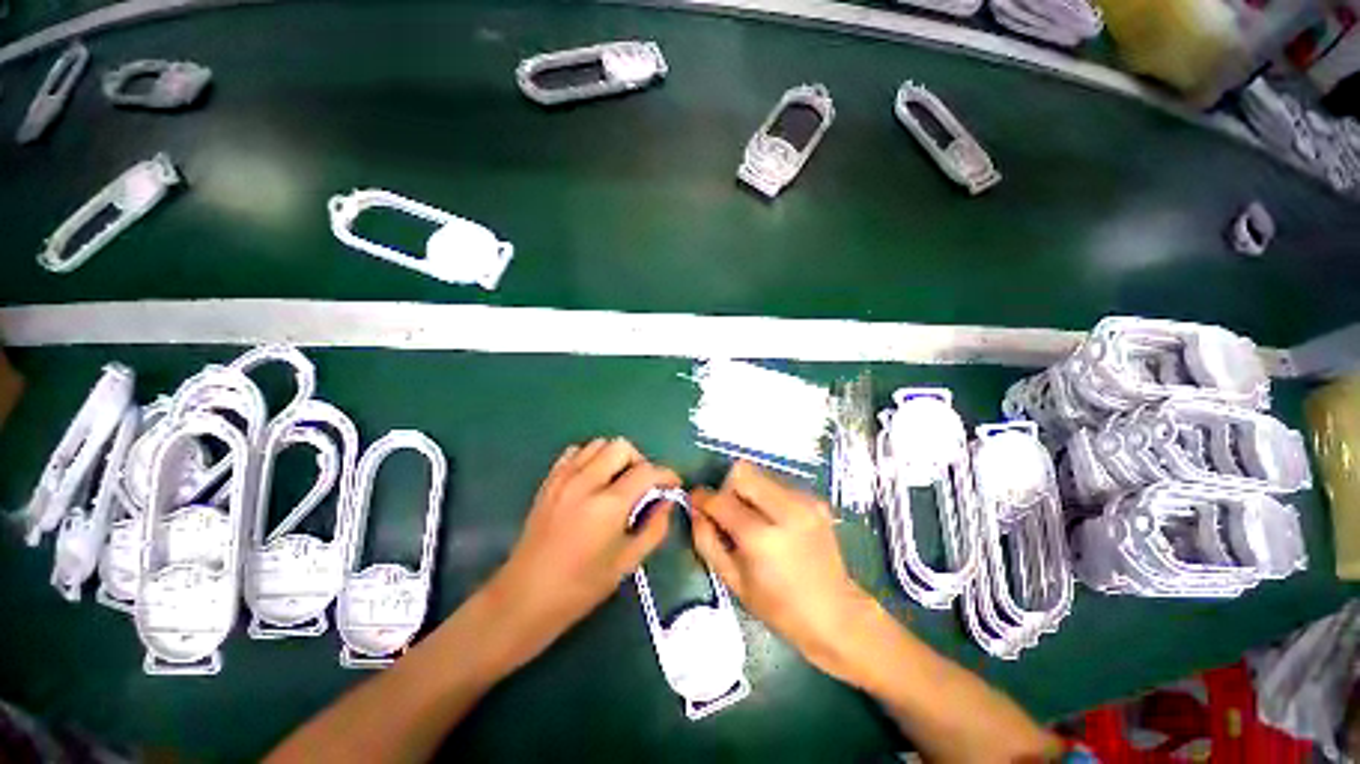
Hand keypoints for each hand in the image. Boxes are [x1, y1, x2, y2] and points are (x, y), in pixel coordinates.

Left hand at [486, 438, 678, 661]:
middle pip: (622, 446)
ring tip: (618, 481)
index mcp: (608, 505)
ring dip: (615, 457)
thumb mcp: (626, 563)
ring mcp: (563, 478)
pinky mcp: (549, 481)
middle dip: (640, 461)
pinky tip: (592, 480)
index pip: (647, 471)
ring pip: (598, 444)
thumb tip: (666, 502)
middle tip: (642, 485)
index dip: (666, 474)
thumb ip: (654, 528)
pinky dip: (590, 458)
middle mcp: (586, 482)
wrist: (524, 597)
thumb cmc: (580, 588)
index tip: (672, 484)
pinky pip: (574, 452)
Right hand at [690, 461, 879, 679]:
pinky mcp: (815, 500)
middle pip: (743, 472)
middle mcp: (785, 510)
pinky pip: (778, 484)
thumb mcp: (734, 582)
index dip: (702, 498)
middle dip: (727, 487)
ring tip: (752, 519)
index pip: (722, 500)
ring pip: (761, 474)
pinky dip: (766, 496)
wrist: (837, 615)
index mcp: (762, 538)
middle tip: (728, 512)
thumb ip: (707, 541)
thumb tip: (695, 510)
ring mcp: (805, 502)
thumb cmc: (780, 608)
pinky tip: (773, 522)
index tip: (695, 501)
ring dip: (747, 491)